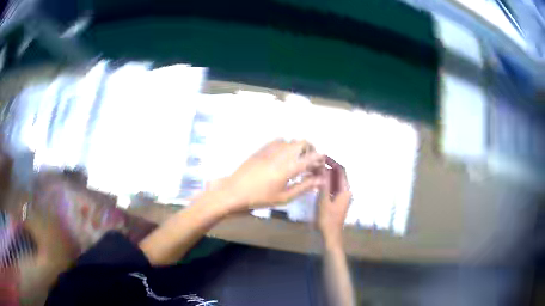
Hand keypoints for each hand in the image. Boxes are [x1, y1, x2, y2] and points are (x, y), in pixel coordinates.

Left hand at [211, 140, 324, 212]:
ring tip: (297, 159)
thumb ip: (304, 187)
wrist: (235, 191)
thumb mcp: (284, 197)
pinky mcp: (262, 148)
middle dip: (311, 149)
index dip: (320, 158)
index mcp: (288, 168)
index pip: (310, 158)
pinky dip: (286, 145)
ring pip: (291, 140)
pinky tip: (283, 156)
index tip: (323, 162)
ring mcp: (270, 149)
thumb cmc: (261, 198)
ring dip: (298, 146)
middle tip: (310, 161)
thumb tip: (320, 180)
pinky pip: (278, 140)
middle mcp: (281, 154)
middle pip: (302, 142)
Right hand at [316, 156, 350, 244]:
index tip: (321, 156)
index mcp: (345, 190)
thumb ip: (323, 183)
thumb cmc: (328, 220)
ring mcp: (340, 197)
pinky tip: (313, 183)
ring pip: (333, 181)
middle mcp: (345, 191)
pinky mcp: (335, 202)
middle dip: (326, 168)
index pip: (341, 170)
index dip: (332, 161)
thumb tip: (321, 167)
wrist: (330, 236)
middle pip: (337, 175)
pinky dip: (323, 184)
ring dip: (324, 176)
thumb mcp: (324, 201)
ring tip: (311, 171)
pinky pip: (330, 188)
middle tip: (313, 165)